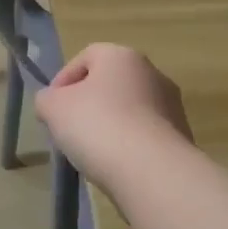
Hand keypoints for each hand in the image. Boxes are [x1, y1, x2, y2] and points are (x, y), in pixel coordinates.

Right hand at [35, 43, 192, 193]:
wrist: (153, 172)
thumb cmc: (98, 125)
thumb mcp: (53, 108)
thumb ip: (46, 100)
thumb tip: (51, 103)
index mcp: (121, 56)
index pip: (85, 57)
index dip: (63, 80)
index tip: (52, 108)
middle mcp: (152, 73)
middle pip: (109, 84)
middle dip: (87, 104)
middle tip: (69, 129)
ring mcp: (172, 106)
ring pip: (129, 110)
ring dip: (109, 126)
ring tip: (92, 153)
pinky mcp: (181, 137)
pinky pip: (145, 136)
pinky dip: (129, 146)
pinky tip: (117, 166)